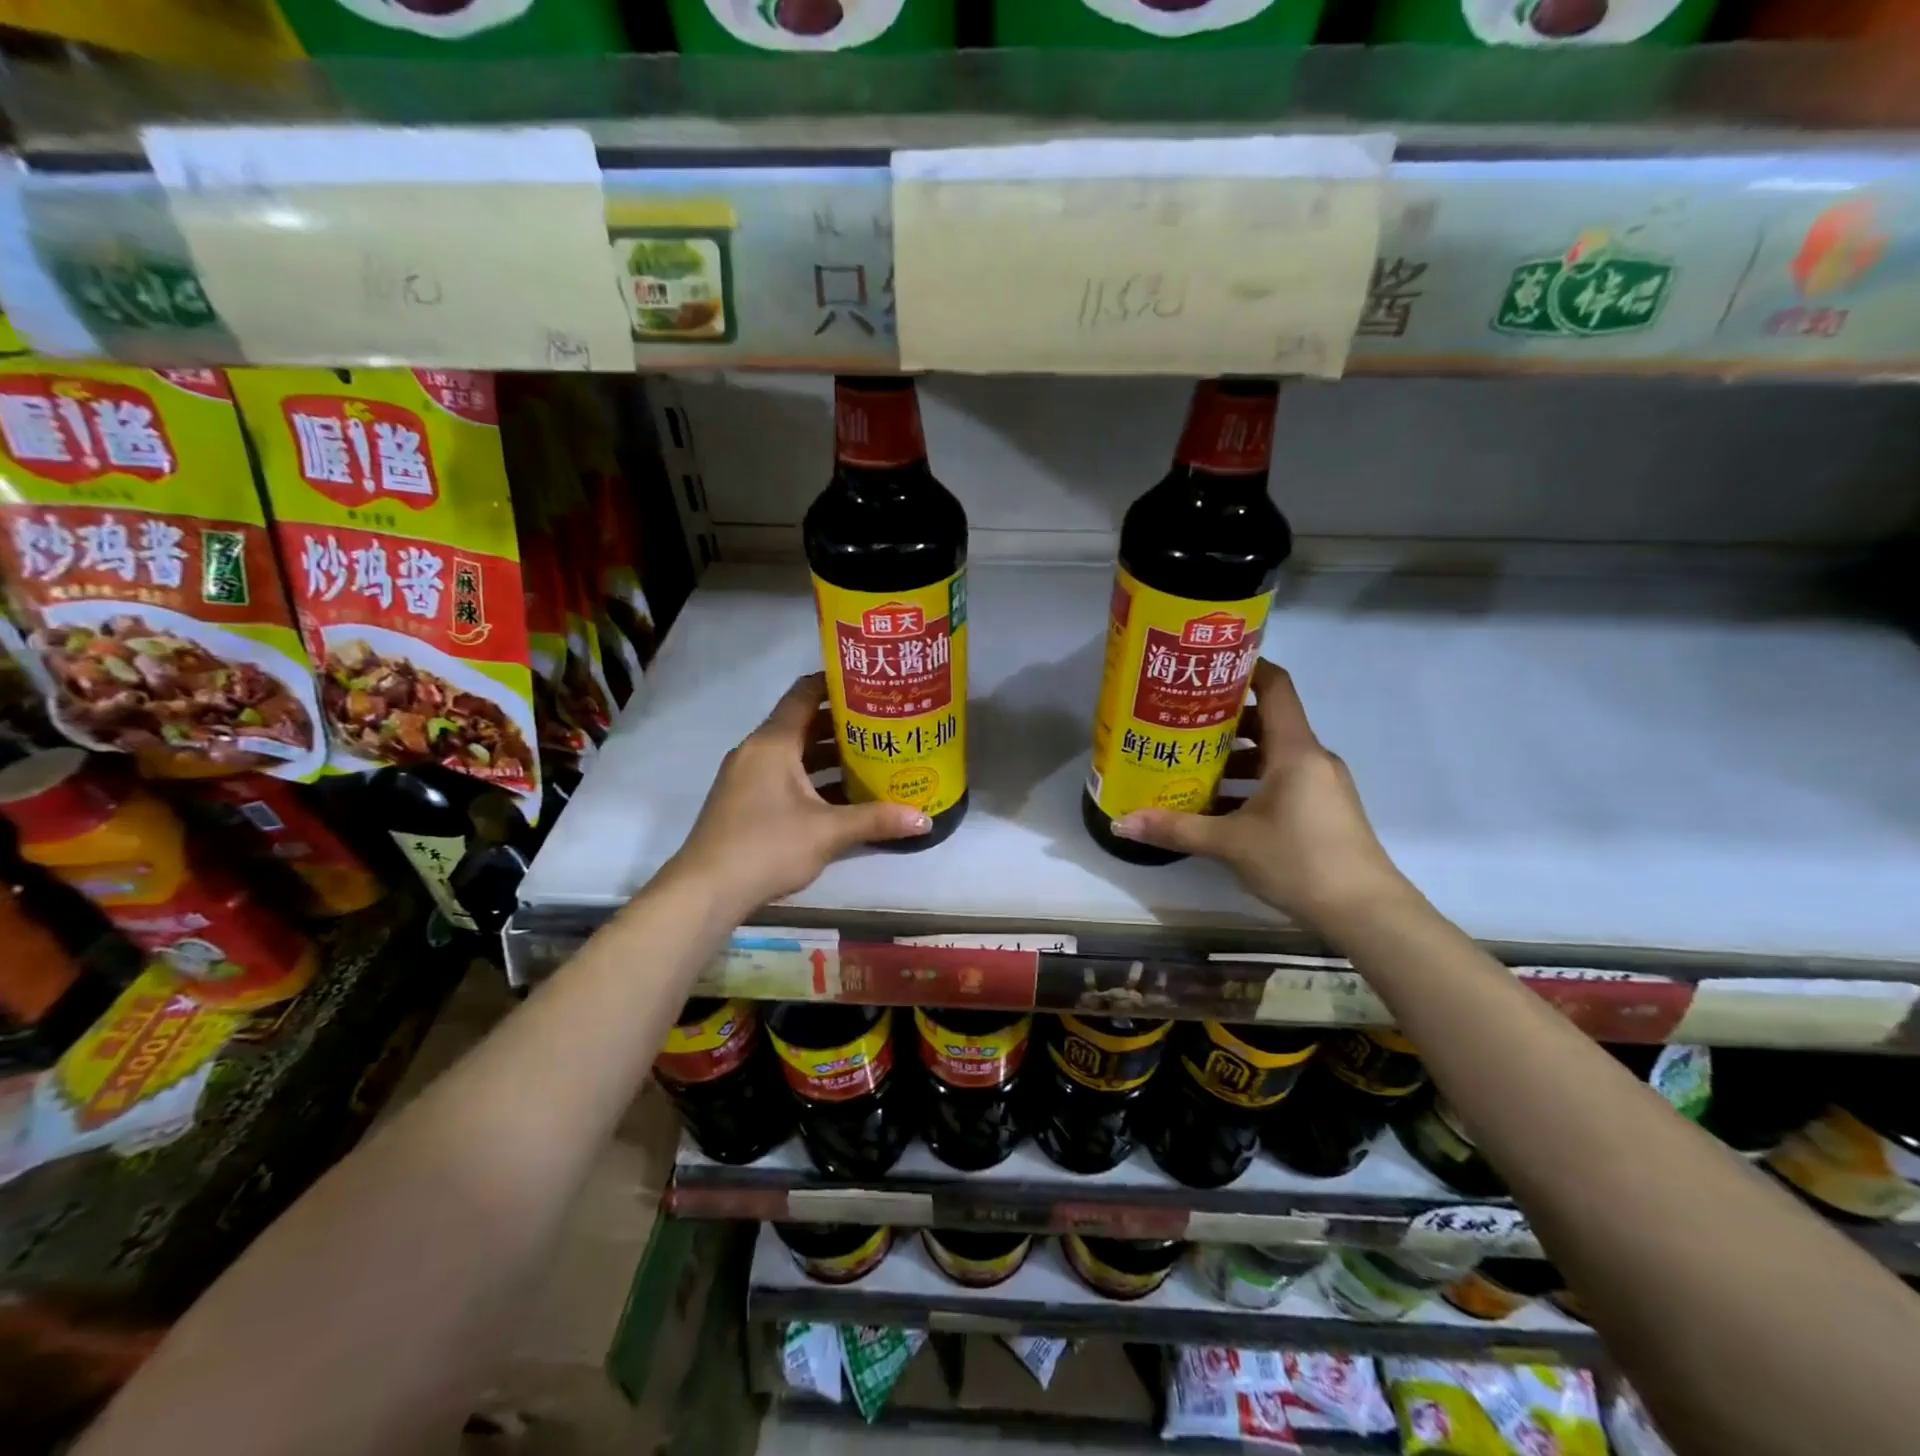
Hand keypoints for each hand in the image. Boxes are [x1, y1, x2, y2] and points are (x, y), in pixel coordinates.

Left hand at [666, 672, 928, 912]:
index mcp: (773, 743)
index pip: (805, 694)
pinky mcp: (743, 800)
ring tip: (871, 756)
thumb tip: (925, 821)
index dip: (836, 683)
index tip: (870, 683)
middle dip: (841, 724)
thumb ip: (877, 821)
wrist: (707, 890)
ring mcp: (746, 776)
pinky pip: (782, 774)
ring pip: (793, 753)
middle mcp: (756, 750)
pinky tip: (842, 794)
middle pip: (802, 723)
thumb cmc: (768, 847)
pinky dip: (810, 777)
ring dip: (827, 754)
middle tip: (883, 723)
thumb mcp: (828, 833)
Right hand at [1113, 661, 1405, 931]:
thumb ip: (1176, 828)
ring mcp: (1320, 784)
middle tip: (1179, 722)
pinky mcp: (1322, 809)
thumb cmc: (1299, 861)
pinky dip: (1250, 783)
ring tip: (1189, 765)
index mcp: (1295, 749)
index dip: (1244, 669)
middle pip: (1266, 721)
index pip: (1274, 687)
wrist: (1366, 913)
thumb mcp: (1230, 843)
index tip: (1206, 668)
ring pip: (1272, 755)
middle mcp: (1310, 757)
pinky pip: (1281, 780)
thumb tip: (1120, 823)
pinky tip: (1218, 806)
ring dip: (1234, 758)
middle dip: (1223, 721)